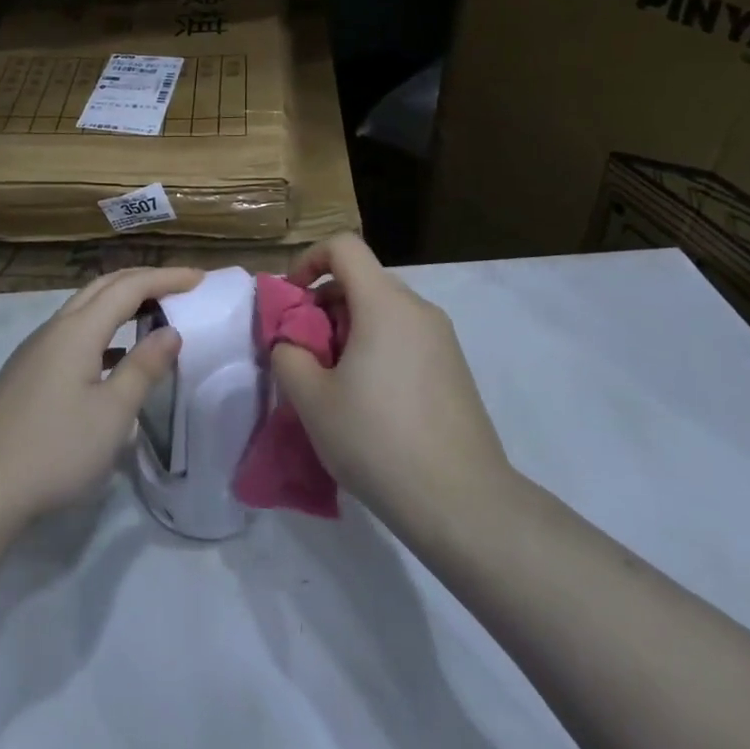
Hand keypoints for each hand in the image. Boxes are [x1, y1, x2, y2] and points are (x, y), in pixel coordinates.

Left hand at [0, 267, 202, 527]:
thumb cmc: (53, 449)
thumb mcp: (112, 413)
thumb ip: (144, 368)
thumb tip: (171, 331)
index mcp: (77, 330)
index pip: (129, 286)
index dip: (166, 277)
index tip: (200, 279)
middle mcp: (54, 329)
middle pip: (102, 287)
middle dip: (143, 280)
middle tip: (179, 286)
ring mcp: (36, 351)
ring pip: (84, 309)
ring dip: (120, 302)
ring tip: (153, 313)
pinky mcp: (27, 374)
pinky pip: (73, 334)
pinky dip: (103, 330)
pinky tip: (114, 358)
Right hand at [269, 235, 517, 541]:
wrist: (461, 501)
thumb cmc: (377, 441)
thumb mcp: (311, 399)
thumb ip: (288, 354)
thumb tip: (290, 341)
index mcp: (385, 304)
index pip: (343, 247)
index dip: (308, 261)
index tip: (292, 302)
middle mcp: (419, 310)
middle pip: (362, 281)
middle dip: (324, 306)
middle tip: (306, 354)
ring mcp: (442, 339)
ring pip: (383, 311)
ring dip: (349, 331)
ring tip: (334, 383)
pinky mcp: (454, 368)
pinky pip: (405, 337)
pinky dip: (377, 348)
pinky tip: (369, 402)